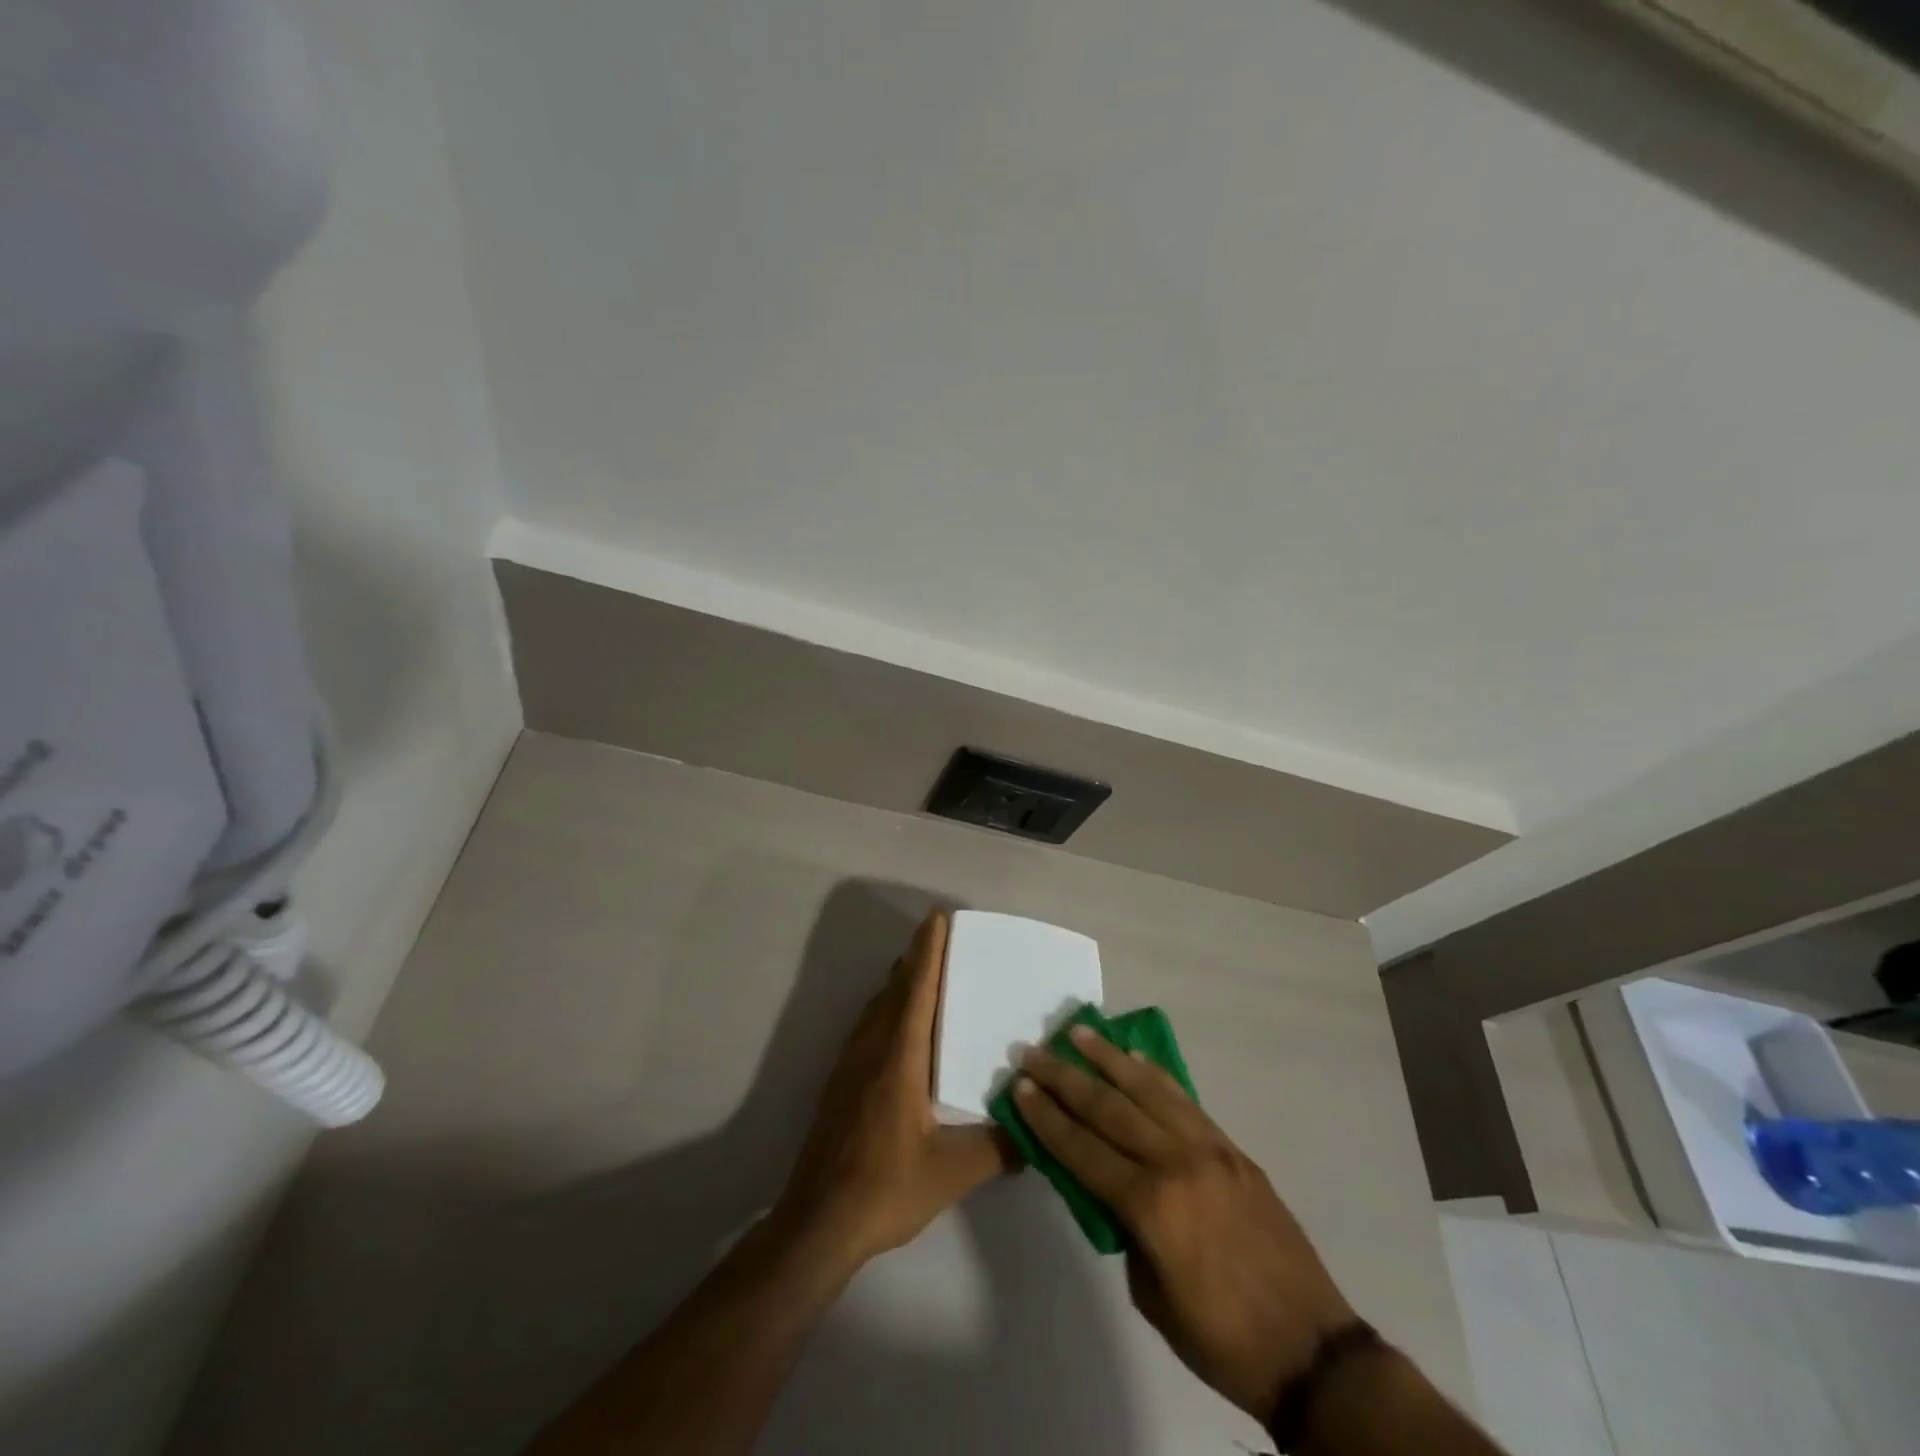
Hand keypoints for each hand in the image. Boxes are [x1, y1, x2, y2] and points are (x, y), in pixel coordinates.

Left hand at [774, 910, 1013, 1272]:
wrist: (817, 1222)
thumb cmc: (885, 1187)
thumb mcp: (953, 1172)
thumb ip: (999, 1149)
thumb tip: (1036, 1133)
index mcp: (900, 1058)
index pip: (917, 990)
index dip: (928, 951)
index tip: (937, 917)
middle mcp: (872, 1049)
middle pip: (895, 990)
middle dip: (916, 958)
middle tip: (938, 936)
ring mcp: (850, 1065)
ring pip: (877, 1007)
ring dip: (899, 982)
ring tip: (921, 971)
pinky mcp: (840, 1084)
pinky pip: (868, 1027)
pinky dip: (886, 1008)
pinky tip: (896, 1027)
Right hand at [1014, 1025, 1355, 1425]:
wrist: (1311, 1350)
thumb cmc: (1221, 1338)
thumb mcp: (1150, 1295)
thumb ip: (1123, 1228)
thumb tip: (1104, 1184)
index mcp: (1151, 1206)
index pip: (1083, 1149)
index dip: (1046, 1117)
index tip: (1020, 1086)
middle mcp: (1176, 1162)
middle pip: (1108, 1108)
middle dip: (1064, 1077)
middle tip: (1033, 1052)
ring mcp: (1209, 1149)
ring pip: (1148, 1089)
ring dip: (1108, 1058)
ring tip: (1078, 1032)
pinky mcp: (1233, 1149)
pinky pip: (1184, 1101)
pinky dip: (1155, 1075)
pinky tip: (1135, 1057)